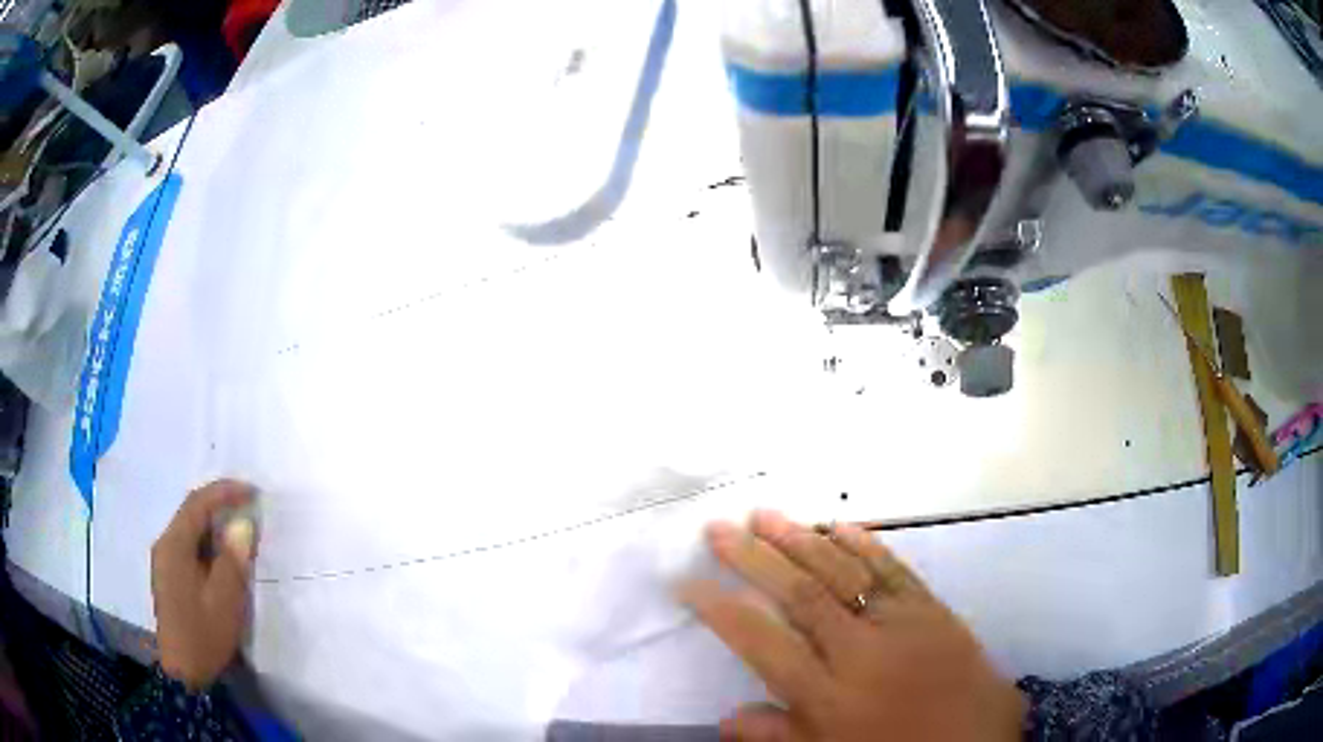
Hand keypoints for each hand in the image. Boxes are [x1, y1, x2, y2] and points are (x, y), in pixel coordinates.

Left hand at [151, 479, 257, 689]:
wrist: (183, 672)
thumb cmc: (203, 634)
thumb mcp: (225, 601)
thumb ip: (232, 560)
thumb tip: (242, 524)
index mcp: (174, 545)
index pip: (198, 504)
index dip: (225, 492)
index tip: (253, 492)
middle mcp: (165, 544)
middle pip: (191, 514)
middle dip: (219, 506)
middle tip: (249, 509)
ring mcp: (164, 561)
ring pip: (190, 531)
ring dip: (214, 526)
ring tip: (240, 533)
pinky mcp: (169, 576)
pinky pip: (189, 547)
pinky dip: (207, 544)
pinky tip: (222, 558)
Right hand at [680, 511, 1024, 741]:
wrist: (977, 738)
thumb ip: (778, 736)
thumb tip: (725, 717)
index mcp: (830, 696)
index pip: (763, 644)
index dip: (722, 611)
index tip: (689, 584)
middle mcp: (859, 652)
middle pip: (799, 595)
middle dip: (753, 559)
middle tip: (718, 529)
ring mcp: (899, 623)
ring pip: (842, 572)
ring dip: (800, 540)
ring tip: (763, 514)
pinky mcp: (930, 608)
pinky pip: (893, 569)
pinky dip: (864, 544)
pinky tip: (838, 525)